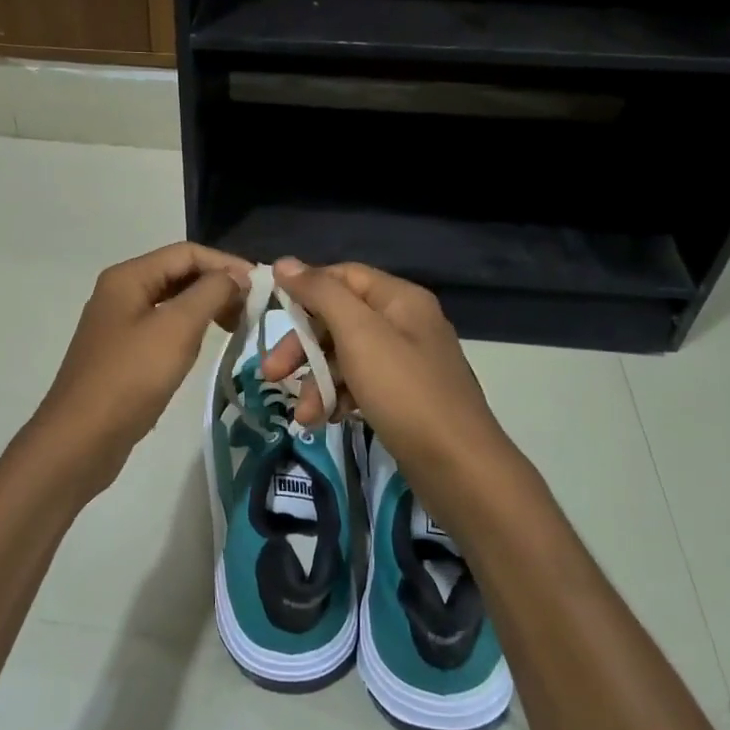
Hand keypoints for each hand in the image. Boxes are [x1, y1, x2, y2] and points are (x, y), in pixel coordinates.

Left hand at [27, 242, 250, 493]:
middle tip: (251, 311)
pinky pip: (163, 329)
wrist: (81, 439)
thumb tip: (236, 276)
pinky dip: (189, 330)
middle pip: (178, 274)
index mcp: (129, 277)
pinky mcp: (122, 354)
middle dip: (217, 286)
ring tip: (235, 328)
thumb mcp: (177, 328)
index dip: (226, 264)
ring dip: (206, 308)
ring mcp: (119, 325)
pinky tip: (204, 347)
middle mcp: (120, 293)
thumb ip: (211, 293)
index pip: (186, 253)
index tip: (260, 287)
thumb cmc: (131, 377)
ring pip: (172, 303)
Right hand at [258, 258, 517, 509]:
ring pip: (345, 357)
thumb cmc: (405, 391)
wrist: (459, 467)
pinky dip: (338, 399)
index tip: (271, 313)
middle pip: (339, 319)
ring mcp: (406, 363)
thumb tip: (284, 262)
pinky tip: (325, 421)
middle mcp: (404, 323)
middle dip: (303, 347)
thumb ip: (320, 294)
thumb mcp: (359, 334)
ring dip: (316, 382)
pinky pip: (360, 386)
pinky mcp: (403, 398)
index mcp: (399, 299)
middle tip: (271, 374)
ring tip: (302, 416)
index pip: (342, 276)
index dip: (305, 289)